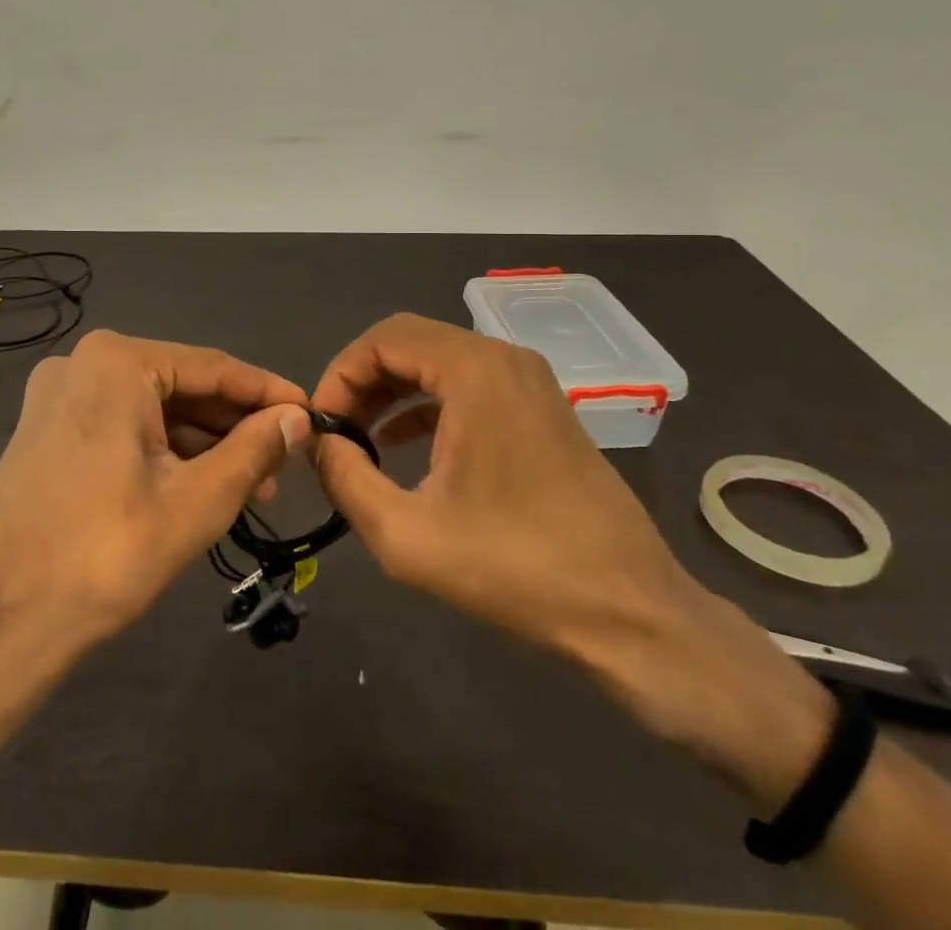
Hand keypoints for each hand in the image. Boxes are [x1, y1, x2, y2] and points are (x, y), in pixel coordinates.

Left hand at [0, 329, 309, 665]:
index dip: (267, 393)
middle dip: (235, 424)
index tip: (312, 413)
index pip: (213, 367)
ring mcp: (58, 396)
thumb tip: (299, 418)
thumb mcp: (197, 501)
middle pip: (181, 386)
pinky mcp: (46, 430)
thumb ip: (254, 450)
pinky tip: (201, 483)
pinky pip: (122, 426)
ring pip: (152, 409)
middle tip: (286, 460)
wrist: (1, 625)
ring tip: (255, 484)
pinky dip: (164, 451)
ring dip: (203, 442)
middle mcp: (81, 363)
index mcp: (115, 362)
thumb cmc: (107, 555)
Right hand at [310, 313, 832, 788]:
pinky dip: (425, 404)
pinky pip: (466, 385)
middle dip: (361, 381)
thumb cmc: (517, 569)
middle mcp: (503, 358)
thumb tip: (319, 443)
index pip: (383, 339)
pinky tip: (403, 447)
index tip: (319, 424)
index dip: (339, 375)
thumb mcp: (407, 536)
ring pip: (437, 361)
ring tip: (359, 440)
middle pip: (409, 343)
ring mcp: (528, 381)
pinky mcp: (540, 407)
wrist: (631, 611)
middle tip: (334, 431)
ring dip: (391, 392)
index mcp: (474, 372)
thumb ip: (346, 480)